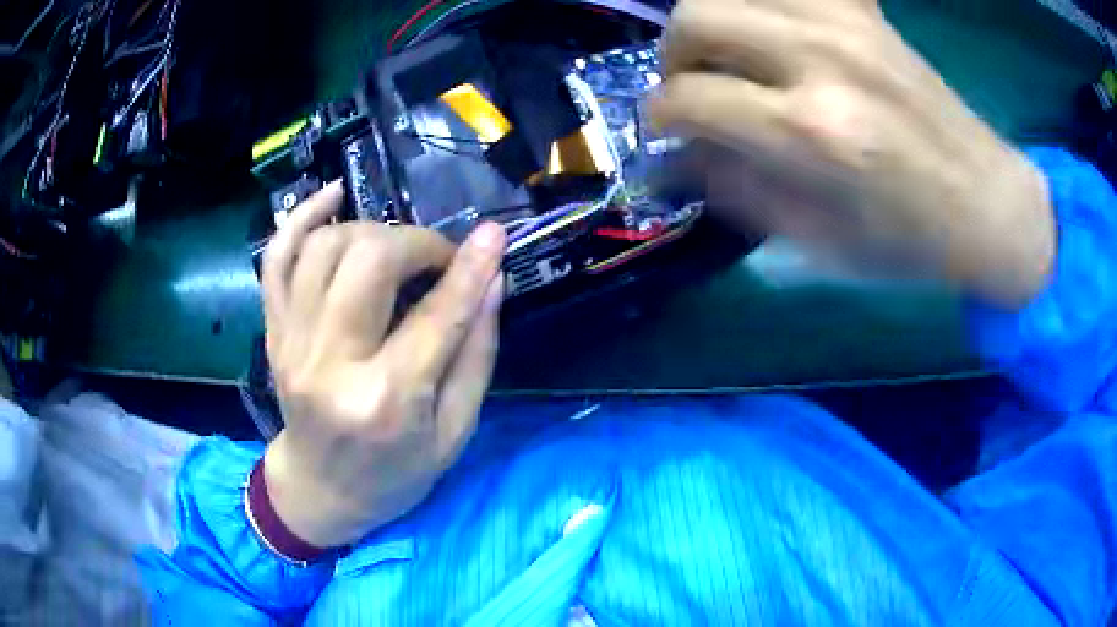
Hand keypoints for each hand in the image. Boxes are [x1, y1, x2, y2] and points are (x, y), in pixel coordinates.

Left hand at [260, 182, 505, 548]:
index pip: (436, 316)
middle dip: (415, 244)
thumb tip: (491, 282)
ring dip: (370, 231)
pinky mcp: (273, 333)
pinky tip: (332, 196)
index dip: (469, 268)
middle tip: (437, 261)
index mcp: (386, 401)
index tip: (493, 236)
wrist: (319, 490)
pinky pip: (276, 258)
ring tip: (395, 250)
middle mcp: (331, 364)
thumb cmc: (394, 474)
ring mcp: (292, 344)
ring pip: (325, 247)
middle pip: (368, 261)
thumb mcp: (454, 433)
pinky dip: (301, 217)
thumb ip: (475, 357)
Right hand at [650, 0, 1054, 304]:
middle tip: (693, 87)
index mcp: (812, 132)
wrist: (986, 204)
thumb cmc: (910, 241)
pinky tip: (771, 24)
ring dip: (712, 18)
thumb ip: (739, 191)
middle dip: (675, 57)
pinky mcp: (866, 11)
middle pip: (696, 18)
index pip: (688, 98)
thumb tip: (680, 156)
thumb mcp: (819, 242)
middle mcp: (821, 58)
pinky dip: (768, 1)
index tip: (664, 128)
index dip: (659, 116)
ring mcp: (845, 22)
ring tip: (727, 53)